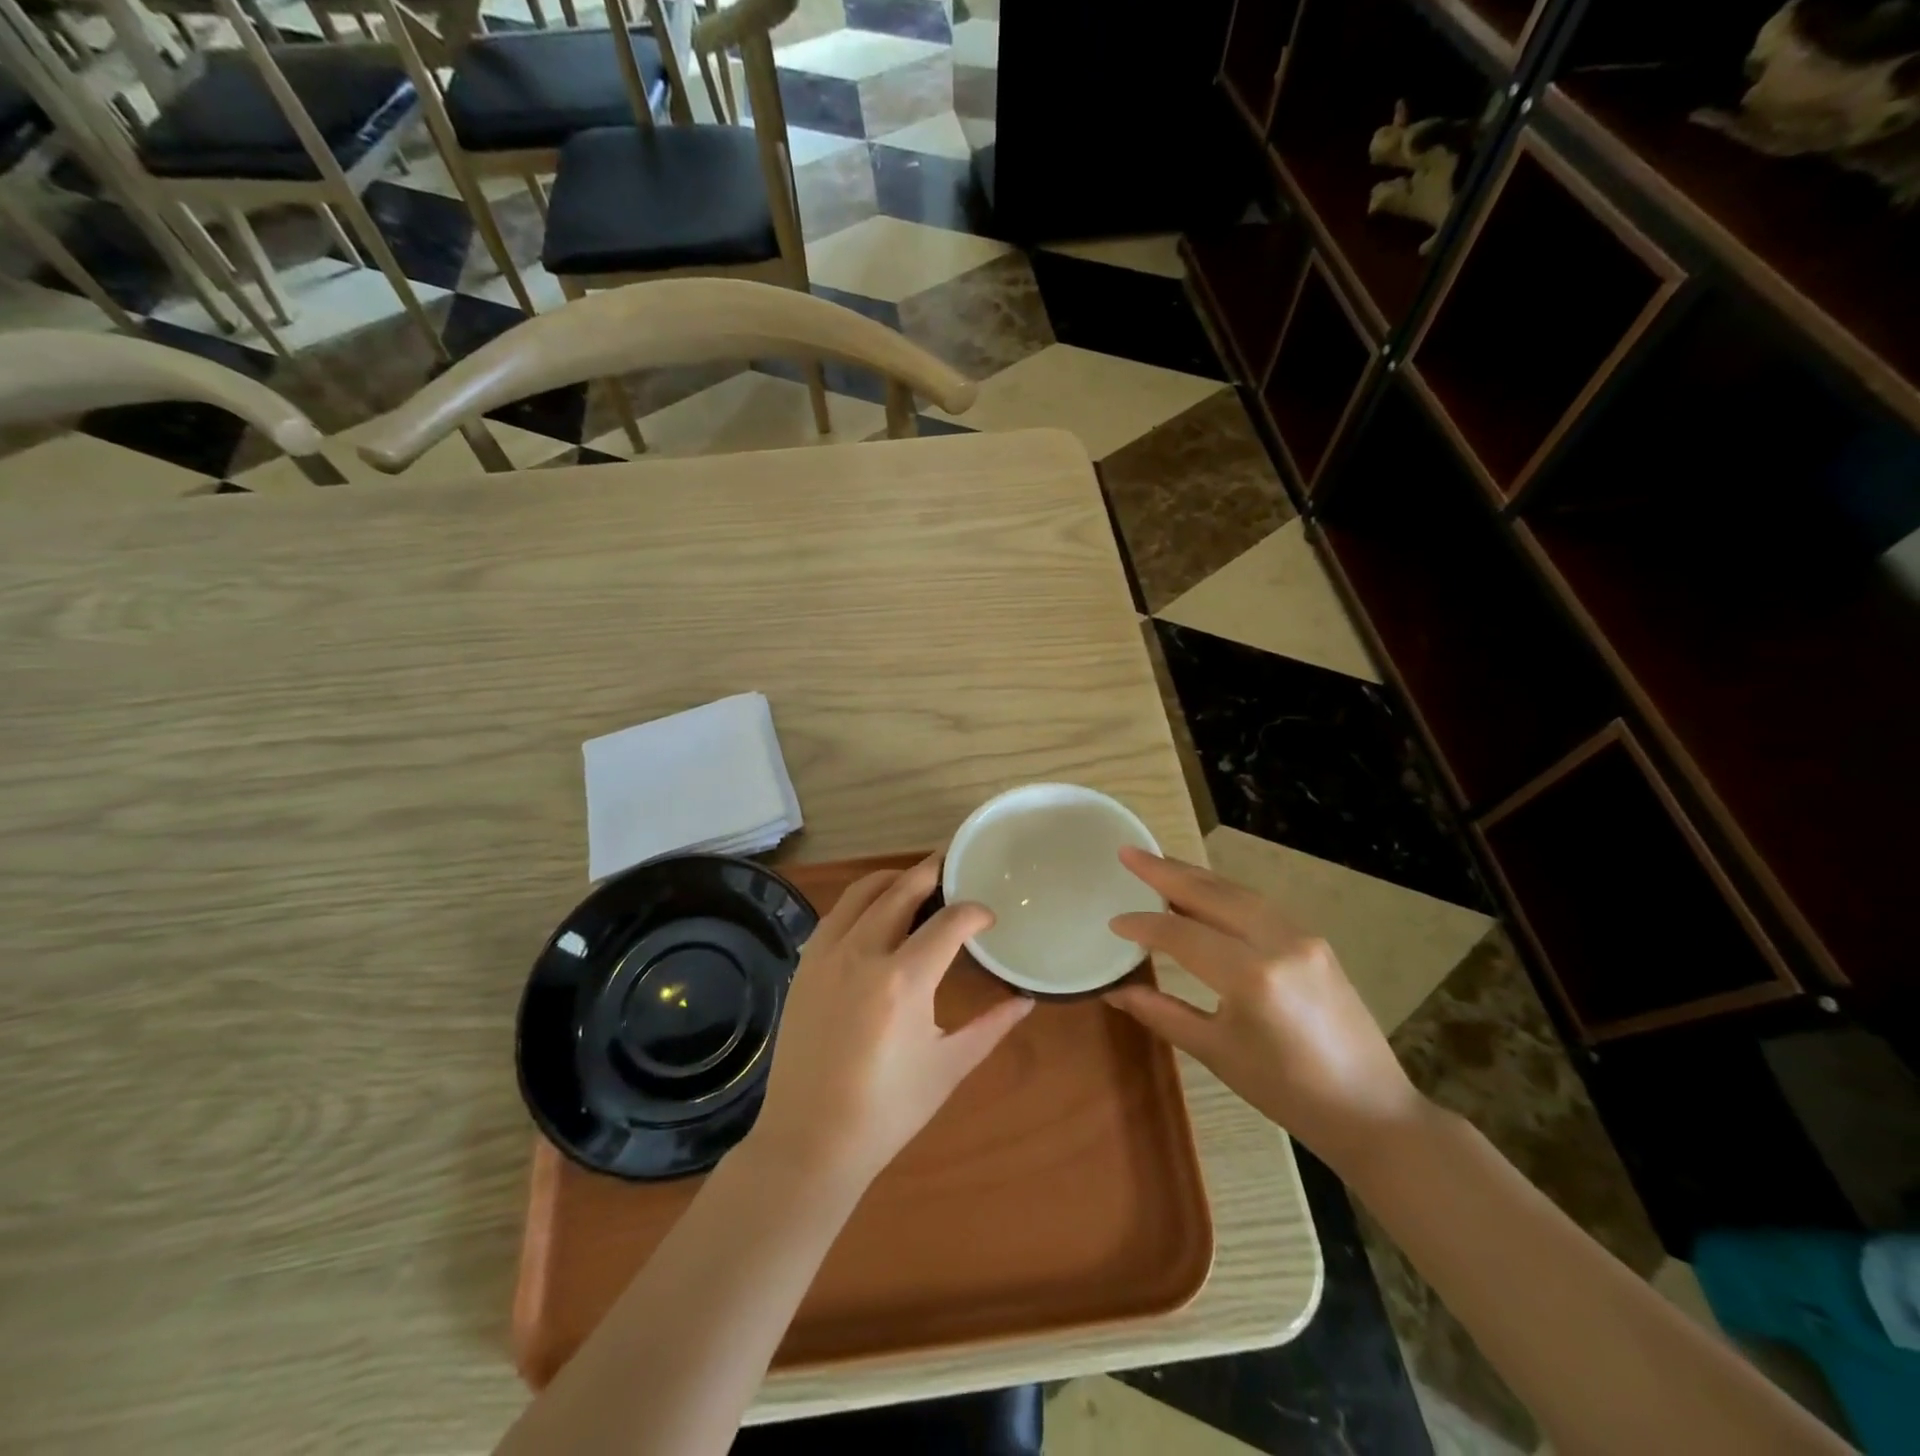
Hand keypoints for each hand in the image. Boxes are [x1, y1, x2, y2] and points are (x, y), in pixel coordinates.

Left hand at [745, 854, 1033, 1190]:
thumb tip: (1026, 999)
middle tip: (954, 866)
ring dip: (894, 878)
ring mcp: (827, 954)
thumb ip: (991, 1026)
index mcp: (904, 980)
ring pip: (863, 891)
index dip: (975, 913)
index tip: (988, 919)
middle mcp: (863, 952)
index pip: (949, 922)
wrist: (810, 1140)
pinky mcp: (805, 965)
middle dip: (933, 872)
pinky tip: (876, 913)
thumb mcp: (949, 1066)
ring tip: (918, 881)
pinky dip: (862, 901)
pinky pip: (837, 914)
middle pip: (902, 889)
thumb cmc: (888, 1110)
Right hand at [1104, 848, 1428, 1172]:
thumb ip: (1162, 1013)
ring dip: (1195, 876)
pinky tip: (1204, 892)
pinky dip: (1224, 892)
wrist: (1370, 1110)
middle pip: (1211, 895)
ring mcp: (1302, 936)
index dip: (1143, 925)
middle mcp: (1278, 942)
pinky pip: (1259, 904)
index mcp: (1251, 976)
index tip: (1113, 921)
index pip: (1181, 934)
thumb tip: (1115, 993)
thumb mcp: (1217, 1053)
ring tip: (1158, 864)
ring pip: (1237, 892)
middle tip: (1128, 853)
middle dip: (1165, 871)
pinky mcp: (1315, 940)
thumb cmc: (1287, 1092)